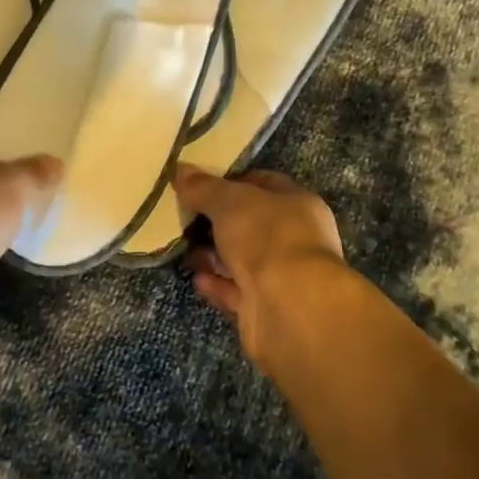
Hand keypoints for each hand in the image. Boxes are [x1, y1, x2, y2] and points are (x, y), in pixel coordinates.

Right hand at [175, 164, 357, 373]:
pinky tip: (196, 277)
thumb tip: (181, 170)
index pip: (264, 184)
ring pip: (242, 259)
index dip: (232, 181)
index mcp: (298, 204)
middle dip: (217, 221)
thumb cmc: (267, 237)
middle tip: (184, 217)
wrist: (290, 308)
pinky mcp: (266, 308)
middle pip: (250, 224)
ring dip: (213, 255)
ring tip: (182, 248)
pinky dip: (216, 284)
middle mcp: (295, 239)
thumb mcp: (229, 201)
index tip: (200, 184)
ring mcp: (282, 276)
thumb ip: (204, 187)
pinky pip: (236, 291)